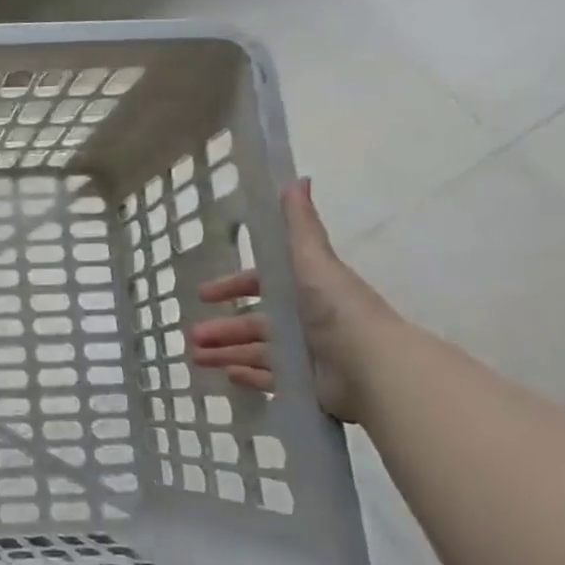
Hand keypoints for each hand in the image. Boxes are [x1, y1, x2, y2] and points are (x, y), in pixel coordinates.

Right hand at [190, 178, 397, 423]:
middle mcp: (305, 322)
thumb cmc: (336, 310)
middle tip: (192, 335)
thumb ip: (300, 225)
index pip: (262, 286)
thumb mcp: (313, 260)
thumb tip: (298, 179)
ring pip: (256, 352)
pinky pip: (270, 380)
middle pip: (255, 323)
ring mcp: (306, 356)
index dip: (233, 287)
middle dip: (222, 327)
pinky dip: (248, 377)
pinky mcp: (307, 385)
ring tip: (195, 358)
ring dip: (225, 352)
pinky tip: (224, 376)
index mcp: (305, 291)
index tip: (204, 295)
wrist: (372, 366)